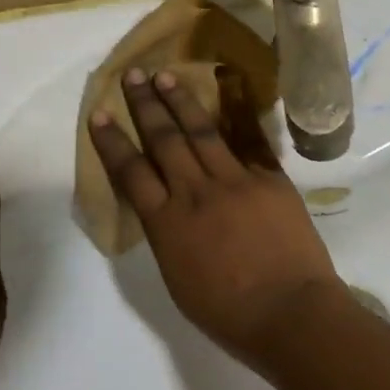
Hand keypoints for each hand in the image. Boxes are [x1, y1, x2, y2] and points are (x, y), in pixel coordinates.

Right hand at [88, 67, 347, 363]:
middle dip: (145, 105)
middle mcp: (196, 192)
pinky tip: (226, 93)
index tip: (100, 113)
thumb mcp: (178, 278)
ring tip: (166, 75)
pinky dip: (235, 115)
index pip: (131, 172)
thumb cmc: (229, 313)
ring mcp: (235, 180)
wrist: (290, 312)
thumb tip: (167, 211)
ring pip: (201, 131)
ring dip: (181, 101)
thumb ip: (169, 237)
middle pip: (164, 140)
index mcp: (167, 224)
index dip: (112, 141)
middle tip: (133, 75)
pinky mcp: (270, 179)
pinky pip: (248, 141)